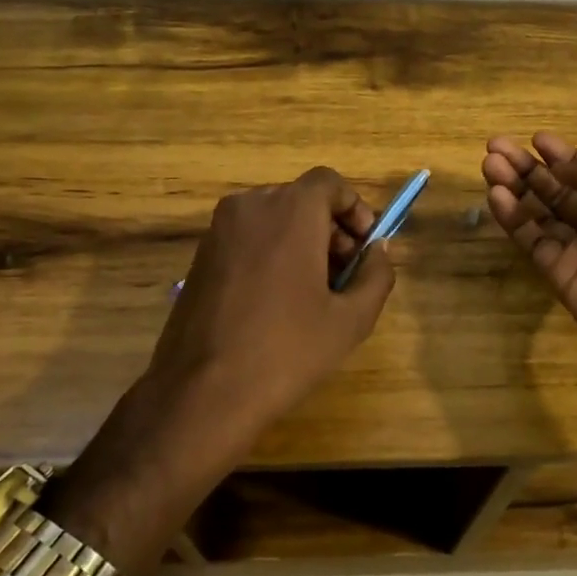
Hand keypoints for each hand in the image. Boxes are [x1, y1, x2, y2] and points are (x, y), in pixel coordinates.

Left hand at [50, 167, 395, 573]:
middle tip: (344, 277)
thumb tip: (377, 251)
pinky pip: (248, 238)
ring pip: (274, 219)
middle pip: (302, 200)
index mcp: (290, 210)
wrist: (203, 392)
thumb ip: (377, 273)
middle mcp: (251, 206)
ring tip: (313, 295)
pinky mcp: (200, 255)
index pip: (330, 183)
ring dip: (301, 243)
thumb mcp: (352, 318)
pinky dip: (271, 254)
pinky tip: (277, 303)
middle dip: (331, 230)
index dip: (355, 210)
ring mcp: (219, 230)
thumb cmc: (288, 350)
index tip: (364, 248)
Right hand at [482, 133, 576, 385]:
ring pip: (541, 214)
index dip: (563, 155)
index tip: (536, 139)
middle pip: (560, 190)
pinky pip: (534, 242)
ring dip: (515, 188)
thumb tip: (565, 168)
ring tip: (489, 164)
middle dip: (530, 167)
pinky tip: (496, 196)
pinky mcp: (562, 276)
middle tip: (496, 147)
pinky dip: (514, 219)